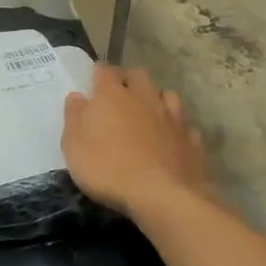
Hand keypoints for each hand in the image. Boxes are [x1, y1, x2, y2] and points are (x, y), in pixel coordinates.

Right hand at [61, 64, 209, 219]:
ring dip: (156, 99)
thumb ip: (74, 117)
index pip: (104, 71)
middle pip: (138, 75)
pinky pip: (185, 125)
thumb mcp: (73, 145)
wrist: (161, 195)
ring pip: (167, 95)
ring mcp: (172, 117)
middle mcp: (144, 98)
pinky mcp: (192, 139)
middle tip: (119, 93)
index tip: (92, 80)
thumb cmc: (106, 168)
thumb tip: (77, 96)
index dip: (98, 73)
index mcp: (112, 95)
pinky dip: (176, 127)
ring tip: (148, 112)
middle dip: (128, 79)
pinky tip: (170, 138)